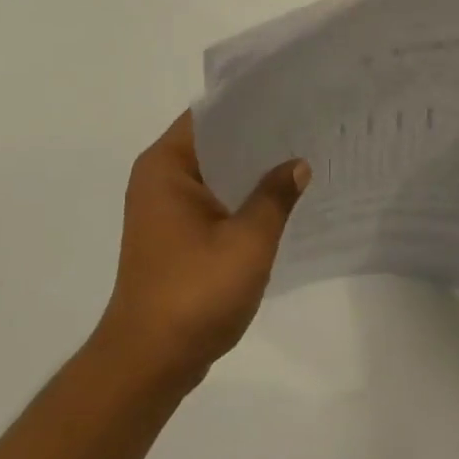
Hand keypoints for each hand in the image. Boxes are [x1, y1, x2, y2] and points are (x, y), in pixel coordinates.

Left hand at [97, 112, 309, 390]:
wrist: (150, 359)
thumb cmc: (195, 292)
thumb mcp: (248, 241)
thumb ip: (275, 196)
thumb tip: (298, 163)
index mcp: (166, 166)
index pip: (210, 115)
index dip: (250, 105)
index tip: (291, 99)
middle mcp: (158, 178)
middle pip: (213, 143)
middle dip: (257, 139)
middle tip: (308, 127)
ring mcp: (163, 209)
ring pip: (214, 174)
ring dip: (250, 171)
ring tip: (301, 157)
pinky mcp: (173, 236)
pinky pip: (211, 202)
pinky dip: (239, 198)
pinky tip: (279, 201)